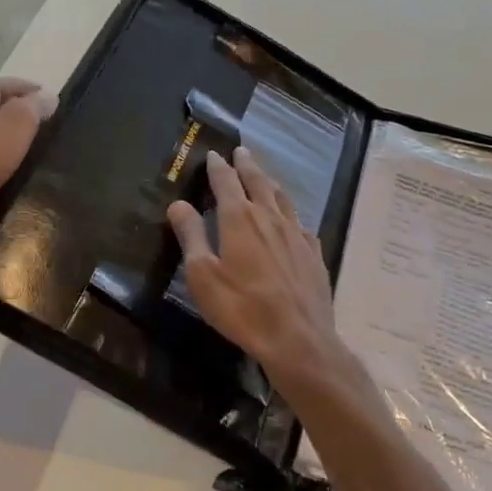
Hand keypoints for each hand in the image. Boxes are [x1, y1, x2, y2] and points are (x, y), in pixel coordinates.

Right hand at [167, 147, 354, 400]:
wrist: (298, 339)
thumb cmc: (242, 308)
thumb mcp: (203, 275)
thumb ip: (191, 236)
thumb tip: (178, 204)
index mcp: (240, 219)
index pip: (227, 183)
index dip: (218, 168)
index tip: (214, 154)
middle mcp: (270, 218)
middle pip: (258, 183)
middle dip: (247, 165)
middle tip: (241, 151)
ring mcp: (296, 235)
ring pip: (282, 198)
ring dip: (270, 182)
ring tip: (264, 175)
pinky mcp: (313, 254)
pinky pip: (301, 223)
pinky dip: (290, 213)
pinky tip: (292, 220)